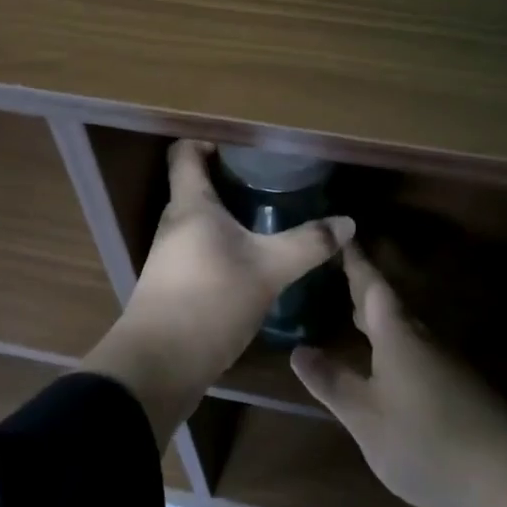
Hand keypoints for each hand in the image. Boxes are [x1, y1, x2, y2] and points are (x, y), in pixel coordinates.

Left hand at [86, 140, 352, 447]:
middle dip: (231, 180)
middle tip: (272, 182)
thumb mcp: (269, 269)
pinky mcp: (173, 285)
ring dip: (229, 216)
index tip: (247, 147)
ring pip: (200, 221)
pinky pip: (200, 250)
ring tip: (269, 219)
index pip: (186, 152)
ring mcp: (169, 256)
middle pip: (196, 186)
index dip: (210, 140)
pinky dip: (224, 246)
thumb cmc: (210, 300)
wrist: (159, 365)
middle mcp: (174, 223)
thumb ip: (308, 243)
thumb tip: (348, 222)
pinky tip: (252, 262)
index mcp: (190, 205)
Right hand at [292, 241, 506, 506]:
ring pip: (403, 327)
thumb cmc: (427, 442)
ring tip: (353, 311)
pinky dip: (392, 342)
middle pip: (389, 303)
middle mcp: (421, 339)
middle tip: (338, 269)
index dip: (355, 261)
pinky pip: (415, 349)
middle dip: (363, 286)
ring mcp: (444, 362)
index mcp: (396, 335)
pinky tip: (385, 362)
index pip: (371, 285)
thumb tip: (299, 350)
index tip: (343, 234)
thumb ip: (332, 383)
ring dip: (378, 316)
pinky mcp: (457, 387)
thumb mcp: (367, 418)